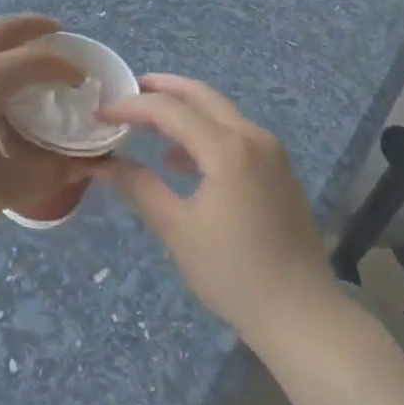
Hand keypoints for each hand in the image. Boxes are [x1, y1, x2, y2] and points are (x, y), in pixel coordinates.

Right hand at [94, 75, 339, 348]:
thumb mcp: (177, 229)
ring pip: (220, 112)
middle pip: (200, 96)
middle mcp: (252, 136)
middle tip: (128, 91)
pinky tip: (182, 160)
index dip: (131, 107)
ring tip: (148, 123)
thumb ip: (139, 187)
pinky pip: (236, 134)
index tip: (101, 114)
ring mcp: (271, 152)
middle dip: (162, 89)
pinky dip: (205, 133)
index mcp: (227, 147)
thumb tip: (102, 164)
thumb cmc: (233, 273)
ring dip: (184, 110)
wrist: (302, 315)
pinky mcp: (279, 170)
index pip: (169, 110)